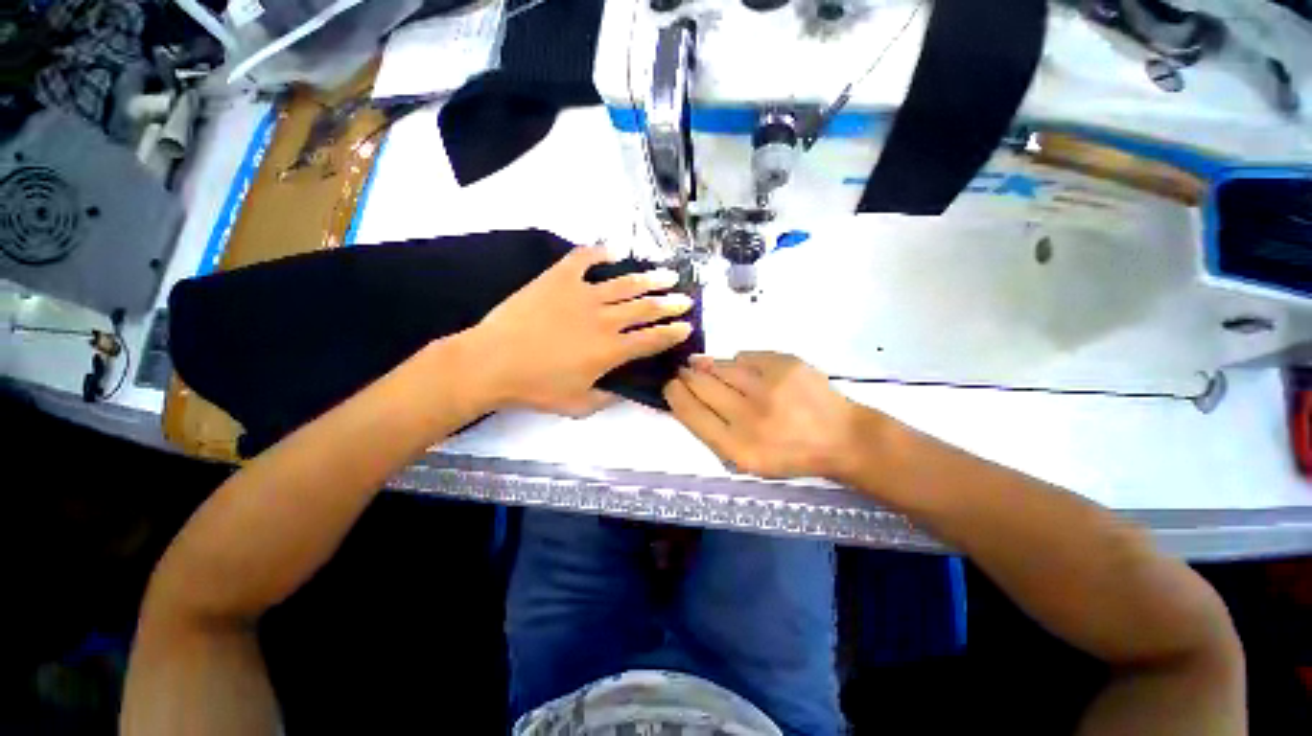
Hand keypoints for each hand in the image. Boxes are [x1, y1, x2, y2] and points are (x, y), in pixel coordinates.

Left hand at [468, 243, 692, 415]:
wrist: (491, 362)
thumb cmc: (535, 388)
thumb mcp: (578, 405)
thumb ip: (607, 399)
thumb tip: (624, 391)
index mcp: (610, 350)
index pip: (652, 339)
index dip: (672, 333)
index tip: (687, 327)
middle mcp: (604, 319)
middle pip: (645, 308)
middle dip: (670, 304)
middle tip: (685, 299)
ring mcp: (582, 294)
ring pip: (625, 284)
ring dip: (649, 279)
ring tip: (667, 275)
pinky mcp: (558, 279)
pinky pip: (583, 259)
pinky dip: (599, 252)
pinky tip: (613, 251)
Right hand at [663, 352, 862, 479]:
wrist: (840, 437)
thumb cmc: (790, 454)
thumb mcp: (748, 460)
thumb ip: (716, 433)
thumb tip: (689, 398)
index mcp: (737, 447)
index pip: (691, 413)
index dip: (675, 395)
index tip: (670, 385)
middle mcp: (749, 416)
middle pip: (702, 386)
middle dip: (687, 376)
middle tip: (682, 371)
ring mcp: (768, 387)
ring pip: (722, 367)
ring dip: (707, 365)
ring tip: (700, 364)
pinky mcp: (785, 365)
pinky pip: (746, 356)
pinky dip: (738, 361)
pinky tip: (738, 366)